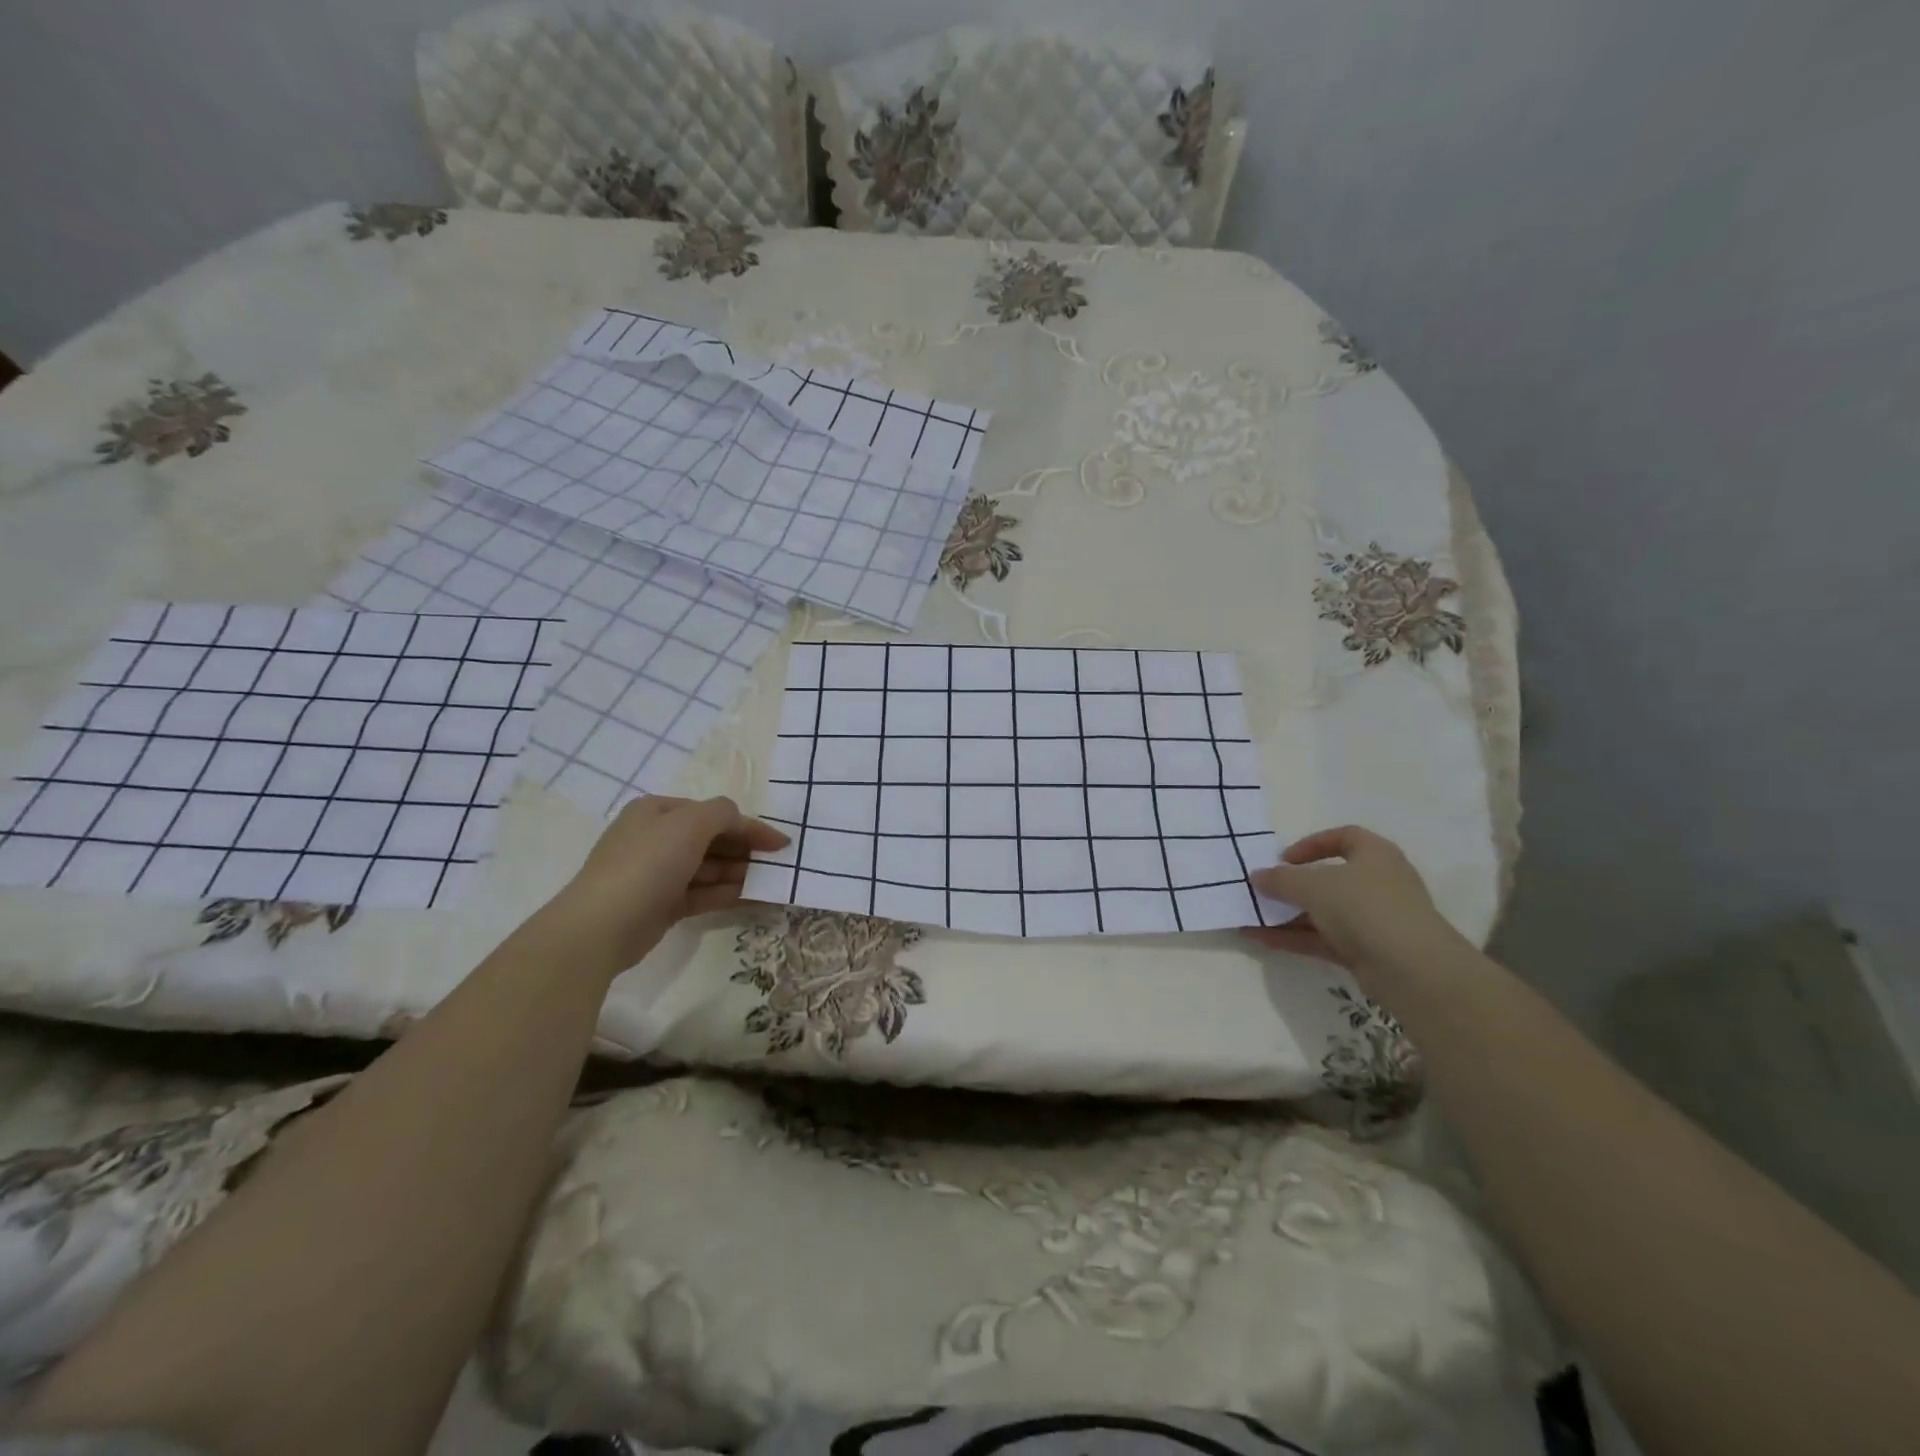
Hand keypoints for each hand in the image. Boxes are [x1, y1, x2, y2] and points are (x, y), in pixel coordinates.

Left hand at [541, 796, 788, 975]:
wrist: (602, 926)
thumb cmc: (648, 864)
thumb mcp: (690, 824)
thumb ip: (723, 814)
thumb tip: (740, 820)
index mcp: (658, 811)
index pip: (713, 813)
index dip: (749, 826)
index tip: (782, 843)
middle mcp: (656, 837)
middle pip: (712, 840)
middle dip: (745, 851)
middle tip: (778, 865)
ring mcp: (658, 873)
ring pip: (709, 868)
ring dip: (740, 873)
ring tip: (772, 884)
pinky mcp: (662, 904)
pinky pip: (703, 893)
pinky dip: (728, 894)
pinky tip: (755, 899)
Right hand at [1243, 825, 1465, 975]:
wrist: (1413, 970)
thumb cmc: (1365, 907)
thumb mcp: (1314, 885)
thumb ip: (1281, 879)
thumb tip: (1257, 876)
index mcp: (1375, 855)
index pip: (1343, 837)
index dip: (1312, 844)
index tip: (1284, 858)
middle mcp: (1377, 884)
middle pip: (1329, 878)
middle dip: (1293, 885)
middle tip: (1263, 890)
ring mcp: (1373, 919)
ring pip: (1323, 912)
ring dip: (1287, 914)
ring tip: (1251, 916)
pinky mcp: (1366, 951)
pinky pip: (1322, 938)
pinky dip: (1293, 938)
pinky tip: (1259, 939)